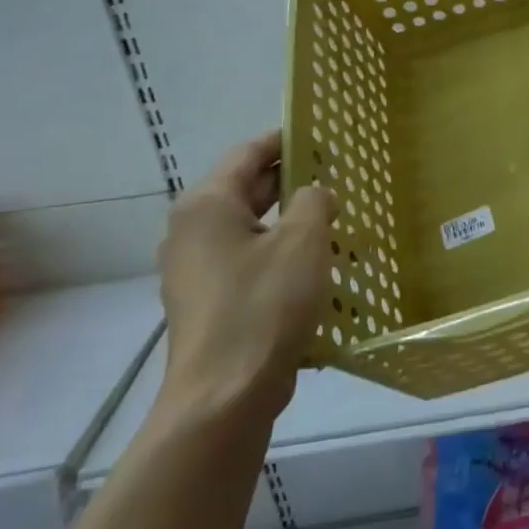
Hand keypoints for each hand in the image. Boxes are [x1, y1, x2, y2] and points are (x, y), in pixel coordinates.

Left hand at [156, 131, 334, 429]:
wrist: (226, 393)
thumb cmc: (264, 304)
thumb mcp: (303, 242)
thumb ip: (314, 202)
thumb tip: (314, 194)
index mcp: (206, 206)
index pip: (247, 154)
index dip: (284, 140)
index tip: (321, 135)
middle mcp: (191, 231)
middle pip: (245, 190)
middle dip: (290, 181)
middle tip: (337, 175)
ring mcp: (195, 270)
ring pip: (249, 228)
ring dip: (288, 220)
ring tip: (333, 219)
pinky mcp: (209, 301)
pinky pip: (247, 261)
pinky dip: (278, 252)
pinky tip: (314, 265)